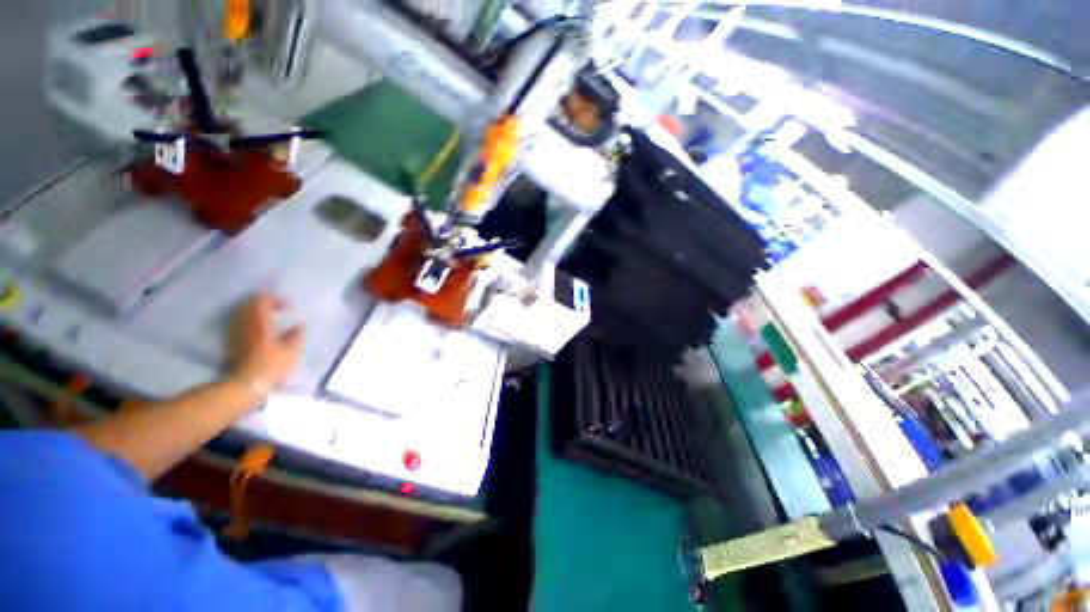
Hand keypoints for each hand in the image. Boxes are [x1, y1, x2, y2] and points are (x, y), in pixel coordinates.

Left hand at [227, 292, 304, 392]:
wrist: (246, 383)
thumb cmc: (271, 365)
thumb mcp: (291, 351)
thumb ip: (296, 335)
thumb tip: (299, 325)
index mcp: (261, 321)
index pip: (264, 300)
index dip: (277, 299)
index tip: (289, 307)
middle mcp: (246, 322)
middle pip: (250, 303)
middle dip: (264, 302)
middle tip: (277, 307)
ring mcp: (236, 331)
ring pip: (242, 311)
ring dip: (254, 310)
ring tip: (267, 316)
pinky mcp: (231, 340)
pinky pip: (238, 322)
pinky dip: (248, 319)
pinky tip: (257, 327)